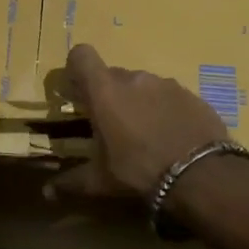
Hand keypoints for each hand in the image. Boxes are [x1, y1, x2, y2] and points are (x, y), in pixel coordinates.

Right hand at [48, 43, 227, 200]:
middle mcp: (135, 78)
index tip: (78, 92)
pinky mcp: (192, 96)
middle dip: (109, 95)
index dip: (76, 69)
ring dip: (138, 103)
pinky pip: (170, 97)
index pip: (82, 56)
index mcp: (105, 91)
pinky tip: (171, 138)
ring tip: (144, 135)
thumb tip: (46, 193)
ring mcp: (167, 84)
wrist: (202, 175)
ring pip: (143, 86)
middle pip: (113, 75)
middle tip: (111, 126)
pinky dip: (165, 111)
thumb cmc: (139, 171)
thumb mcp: (100, 180)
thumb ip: (71, 182)